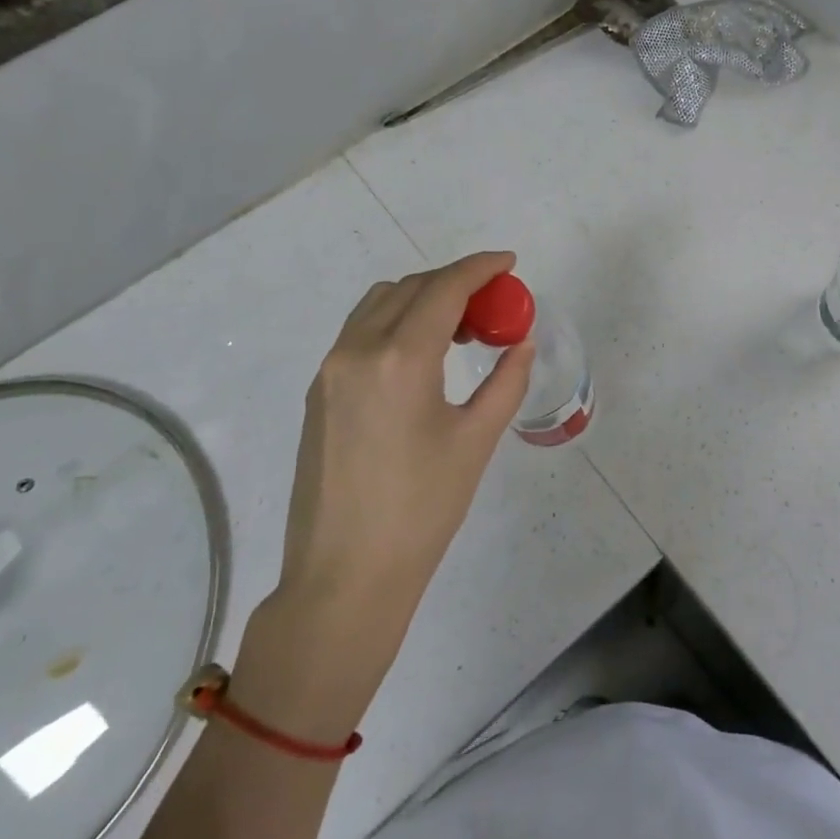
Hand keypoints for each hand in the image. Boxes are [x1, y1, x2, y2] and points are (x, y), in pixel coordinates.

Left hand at [275, 251, 533, 643]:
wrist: (344, 576)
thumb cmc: (422, 510)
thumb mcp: (476, 441)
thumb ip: (506, 381)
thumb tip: (522, 342)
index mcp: (400, 359)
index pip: (444, 288)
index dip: (480, 267)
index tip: (509, 262)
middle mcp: (356, 350)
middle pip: (410, 288)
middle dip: (455, 283)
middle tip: (492, 306)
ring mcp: (330, 370)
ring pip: (379, 304)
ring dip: (421, 299)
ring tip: (459, 330)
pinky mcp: (318, 392)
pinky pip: (360, 332)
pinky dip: (395, 323)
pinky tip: (421, 357)